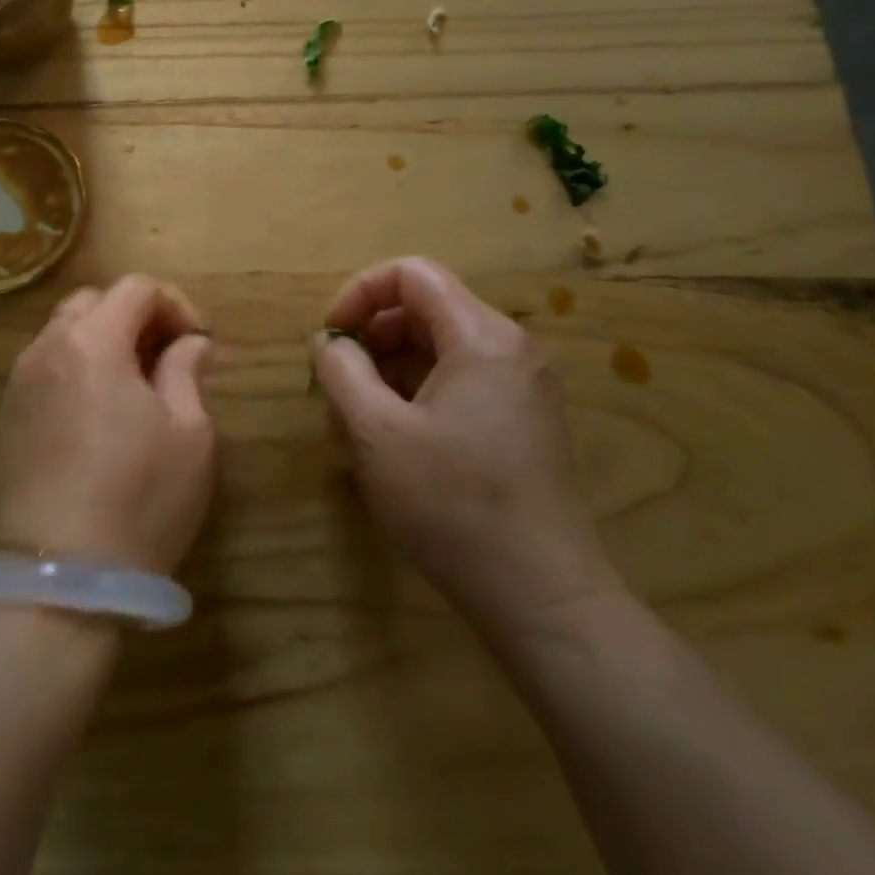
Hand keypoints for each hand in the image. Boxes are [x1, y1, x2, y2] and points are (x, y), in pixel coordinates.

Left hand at [0, 275, 215, 573]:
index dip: (175, 304)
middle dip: (135, 316)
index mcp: (93, 341)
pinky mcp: (5, 417)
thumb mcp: (189, 435)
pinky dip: (76, 368)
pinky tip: (97, 413)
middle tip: (166, 357)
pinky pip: (45, 367)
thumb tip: (189, 344)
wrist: (56, 579)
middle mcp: (47, 348)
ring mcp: (19, 382)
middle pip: (93, 302)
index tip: (198, 341)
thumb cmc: (137, 499)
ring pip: (64, 333)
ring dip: (103, 341)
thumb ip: (187, 372)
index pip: (135, 289)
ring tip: (134, 386)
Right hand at [310, 257, 620, 636]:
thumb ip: (341, 371)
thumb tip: (330, 342)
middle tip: (338, 384)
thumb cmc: (452, 506)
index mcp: (482, 337)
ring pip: (439, 348)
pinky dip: (417, 394)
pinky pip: (459, 382)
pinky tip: (393, 442)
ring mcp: (522, 386)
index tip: (331, 337)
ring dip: (390, 370)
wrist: (543, 600)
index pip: (412, 274)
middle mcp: (510, 348)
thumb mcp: (375, 433)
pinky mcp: (522, 421)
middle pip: (425, 309)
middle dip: (372, 336)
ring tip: (358, 421)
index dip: (360, 293)